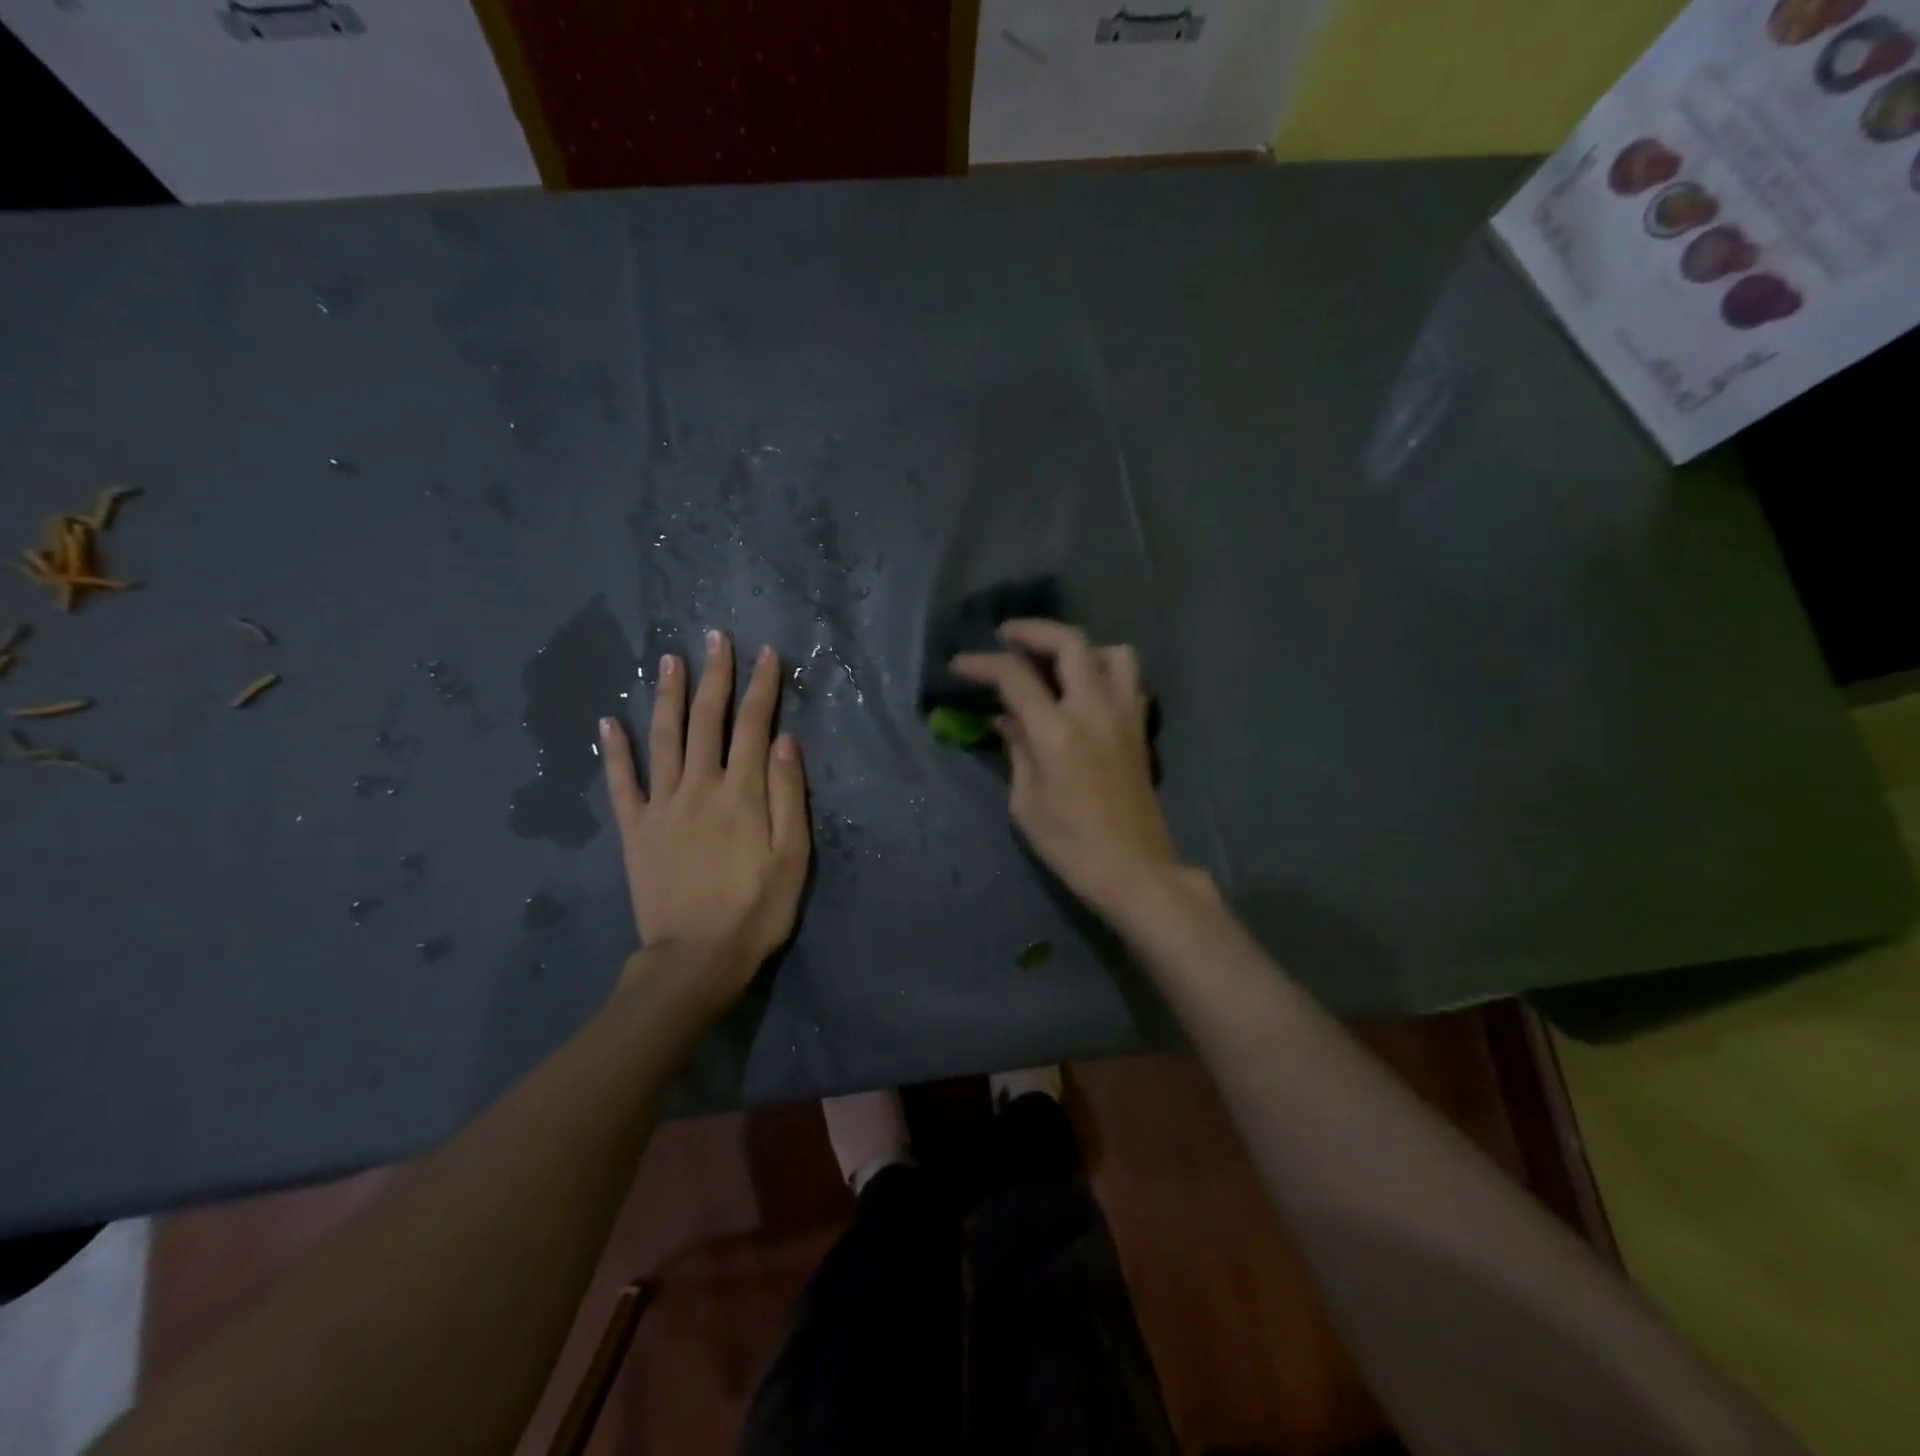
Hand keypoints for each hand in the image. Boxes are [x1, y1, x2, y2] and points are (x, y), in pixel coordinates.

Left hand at [602, 630, 809, 1013]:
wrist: (695, 959)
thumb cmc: (756, 910)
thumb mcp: (792, 857)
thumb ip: (787, 795)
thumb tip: (784, 740)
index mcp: (741, 792)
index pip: (754, 725)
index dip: (762, 687)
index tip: (768, 653)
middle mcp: (698, 786)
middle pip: (707, 720)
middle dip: (715, 676)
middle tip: (716, 638)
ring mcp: (661, 806)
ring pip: (663, 738)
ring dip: (667, 696)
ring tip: (668, 659)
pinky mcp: (634, 829)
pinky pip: (621, 783)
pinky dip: (613, 751)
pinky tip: (606, 722)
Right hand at [951, 619, 1179, 919]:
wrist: (1134, 870)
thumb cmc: (1070, 845)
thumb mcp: (1026, 802)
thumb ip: (1016, 749)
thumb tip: (1005, 718)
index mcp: (1058, 733)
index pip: (1015, 677)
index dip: (983, 664)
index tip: (960, 665)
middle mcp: (1095, 711)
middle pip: (1070, 643)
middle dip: (1034, 631)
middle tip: (1007, 637)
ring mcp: (1125, 716)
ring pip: (1113, 652)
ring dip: (1080, 647)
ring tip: (1056, 663)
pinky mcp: (1141, 729)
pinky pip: (1129, 680)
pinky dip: (1105, 671)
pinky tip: (1085, 692)